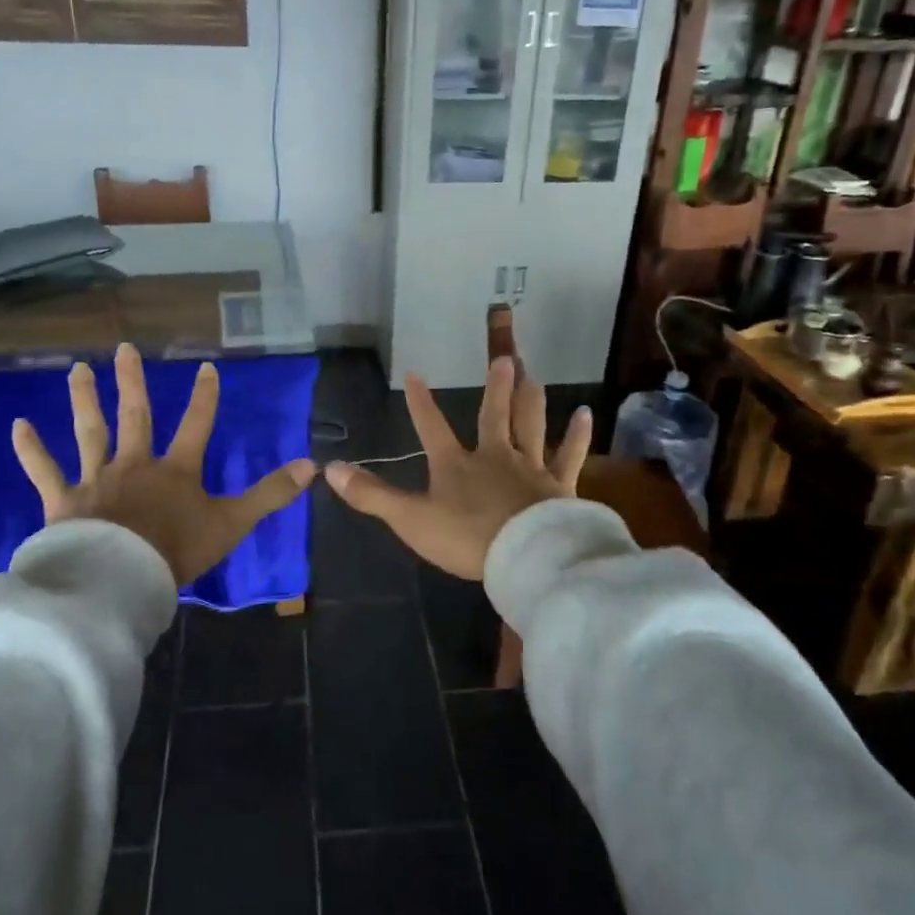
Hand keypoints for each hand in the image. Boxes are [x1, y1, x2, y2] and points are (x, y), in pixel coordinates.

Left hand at [11, 343, 316, 585]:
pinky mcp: (64, 501)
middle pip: (136, 416)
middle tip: (124, 348)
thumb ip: (269, 494)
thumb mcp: (232, 523)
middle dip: (133, 382)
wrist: (122, 579)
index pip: (196, 425)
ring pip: (90, 432)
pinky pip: (45, 471)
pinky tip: (18, 425)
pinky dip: (31, 450)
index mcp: (175, 470)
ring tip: (77, 369)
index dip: (205, 397)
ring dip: (84, 400)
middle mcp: (135, 464)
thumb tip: (310, 466)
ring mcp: (96, 479)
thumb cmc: (177, 551)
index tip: (206, 367)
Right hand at [324, 356, 591, 580]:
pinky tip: (586, 414)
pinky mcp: (559, 485)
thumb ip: (371, 496)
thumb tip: (329, 469)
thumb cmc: (466, 538)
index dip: (420, 403)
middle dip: (495, 387)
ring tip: (533, 374)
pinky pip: (569, 454)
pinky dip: (577, 435)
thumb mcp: (410, 520)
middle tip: (504, 358)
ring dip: (530, 399)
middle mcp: (494, 456)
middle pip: (494, 415)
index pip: (431, 427)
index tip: (415, 375)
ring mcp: (530, 467)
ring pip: (531, 424)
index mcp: (455, 465)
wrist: (524, 557)